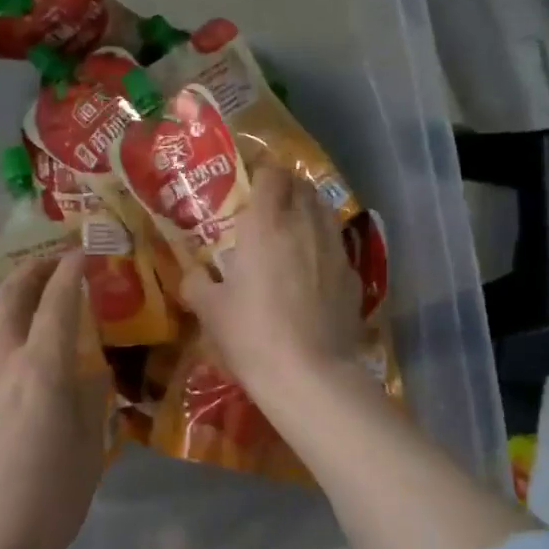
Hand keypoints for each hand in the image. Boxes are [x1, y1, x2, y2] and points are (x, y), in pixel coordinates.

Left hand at [0, 254, 109, 548]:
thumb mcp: (88, 449)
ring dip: (13, 290)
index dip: (73, 269)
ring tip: (34, 288)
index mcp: (40, 368)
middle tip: (58, 260)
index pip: (58, 299)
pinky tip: (12, 333)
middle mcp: (0, 358)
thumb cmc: (46, 503)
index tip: (86, 251)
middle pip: (12, 294)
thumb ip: (91, 396)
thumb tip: (90, 365)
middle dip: (35, 269)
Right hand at [181, 165, 362, 397]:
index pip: (271, 174)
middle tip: (268, 207)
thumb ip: (197, 283)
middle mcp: (304, 226)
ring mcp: (335, 250)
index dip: (261, 173)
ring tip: (292, 233)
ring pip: (325, 212)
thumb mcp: (210, 311)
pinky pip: (337, 247)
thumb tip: (194, 274)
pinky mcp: (353, 277)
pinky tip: (313, 271)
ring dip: (308, 212)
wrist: (309, 376)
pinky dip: (324, 246)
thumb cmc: (251, 335)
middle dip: (287, 188)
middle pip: (303, 186)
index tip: (248, 184)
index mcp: (265, 224)